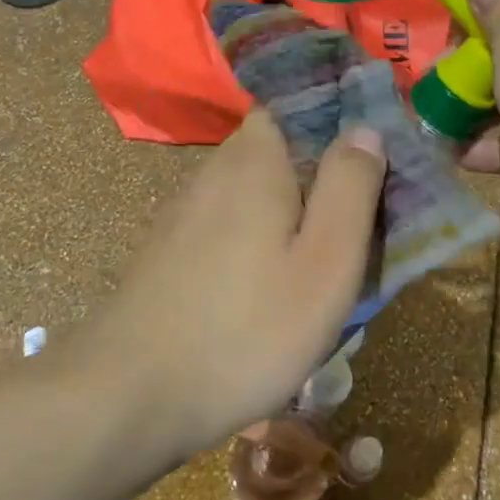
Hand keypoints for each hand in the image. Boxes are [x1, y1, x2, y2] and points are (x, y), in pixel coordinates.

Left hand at [81, 109, 386, 454]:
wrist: (130, 395)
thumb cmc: (246, 330)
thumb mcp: (325, 264)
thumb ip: (350, 189)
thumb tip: (364, 128)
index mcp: (255, 159)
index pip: (296, 105)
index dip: (336, 122)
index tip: (369, 162)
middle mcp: (214, 169)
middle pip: (278, 151)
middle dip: (317, 178)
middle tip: (353, 228)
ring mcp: (185, 209)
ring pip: (253, 192)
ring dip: (286, 216)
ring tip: (316, 267)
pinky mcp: (170, 247)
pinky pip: (227, 225)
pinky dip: (254, 242)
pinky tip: (264, 290)